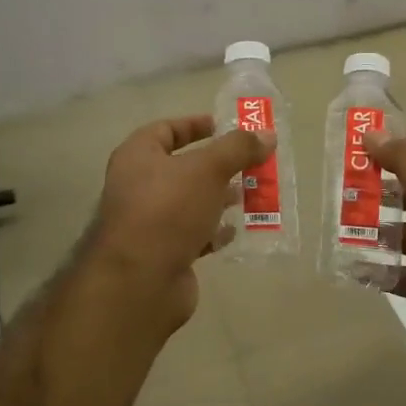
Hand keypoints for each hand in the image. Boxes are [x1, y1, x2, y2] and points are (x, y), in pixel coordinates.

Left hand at [86, 115, 267, 330]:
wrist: (140, 281)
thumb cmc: (168, 210)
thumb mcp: (208, 170)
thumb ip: (238, 149)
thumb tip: (267, 135)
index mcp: (138, 157)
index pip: (166, 129)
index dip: (196, 125)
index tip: (227, 127)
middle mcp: (139, 186)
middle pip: (183, 167)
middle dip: (219, 166)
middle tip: (251, 164)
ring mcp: (150, 222)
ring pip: (191, 202)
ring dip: (220, 198)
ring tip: (252, 195)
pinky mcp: (164, 252)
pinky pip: (194, 234)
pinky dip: (215, 231)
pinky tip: (236, 230)